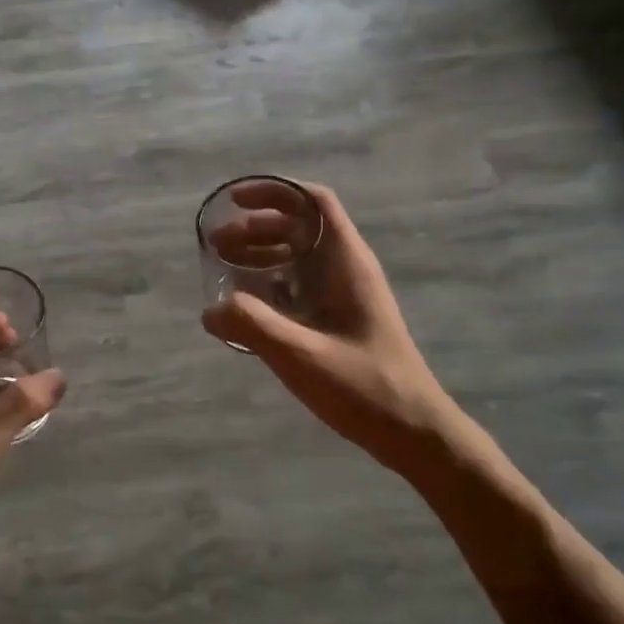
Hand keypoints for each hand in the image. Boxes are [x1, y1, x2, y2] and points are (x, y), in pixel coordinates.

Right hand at [201, 181, 455, 468]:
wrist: (414, 432)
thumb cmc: (364, 387)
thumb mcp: (301, 355)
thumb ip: (252, 326)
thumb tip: (210, 310)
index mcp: (347, 262)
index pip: (313, 202)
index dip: (273, 192)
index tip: (235, 201)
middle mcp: (347, 268)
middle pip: (299, 226)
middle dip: (255, 226)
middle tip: (215, 244)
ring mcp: (345, 294)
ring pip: (298, 255)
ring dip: (260, 253)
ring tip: (222, 267)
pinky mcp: (340, 318)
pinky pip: (300, 284)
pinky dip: (270, 282)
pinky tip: (246, 303)